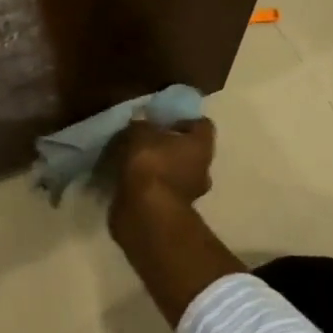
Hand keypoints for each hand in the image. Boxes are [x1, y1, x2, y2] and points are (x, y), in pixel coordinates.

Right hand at [105, 117, 239, 327]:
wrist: (145, 213)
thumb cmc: (150, 165)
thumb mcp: (139, 134)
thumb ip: (141, 126)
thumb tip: (141, 124)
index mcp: (201, 146)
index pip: (201, 125)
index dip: (183, 120)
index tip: (162, 120)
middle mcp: (202, 169)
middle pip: (189, 151)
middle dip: (169, 147)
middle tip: (146, 142)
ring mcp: (190, 194)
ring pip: (175, 174)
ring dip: (159, 169)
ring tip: (133, 164)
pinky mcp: (172, 212)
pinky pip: (161, 192)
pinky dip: (149, 188)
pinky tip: (129, 183)